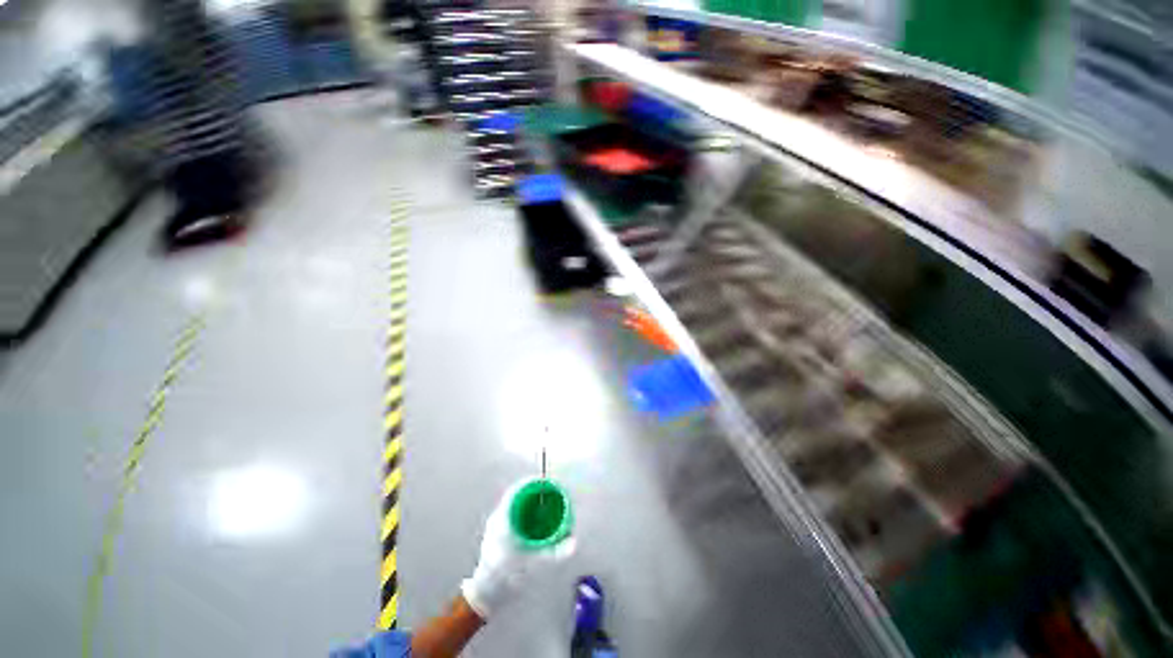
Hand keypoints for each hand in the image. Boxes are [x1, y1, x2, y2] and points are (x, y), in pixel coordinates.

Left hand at [460, 481, 574, 619]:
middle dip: (534, 492)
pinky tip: (534, 521)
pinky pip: (512, 514)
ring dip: (529, 502)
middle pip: (517, 495)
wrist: (484, 596)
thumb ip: (556, 553)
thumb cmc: (507, 576)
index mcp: (503, 519)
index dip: (532, 482)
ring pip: (514, 505)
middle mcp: (497, 518)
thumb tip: (574, 542)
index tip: (546, 481)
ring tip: (545, 504)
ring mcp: (495, 527)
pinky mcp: (496, 535)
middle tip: (550, 493)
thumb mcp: (534, 563)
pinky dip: (524, 512)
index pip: (517, 490)